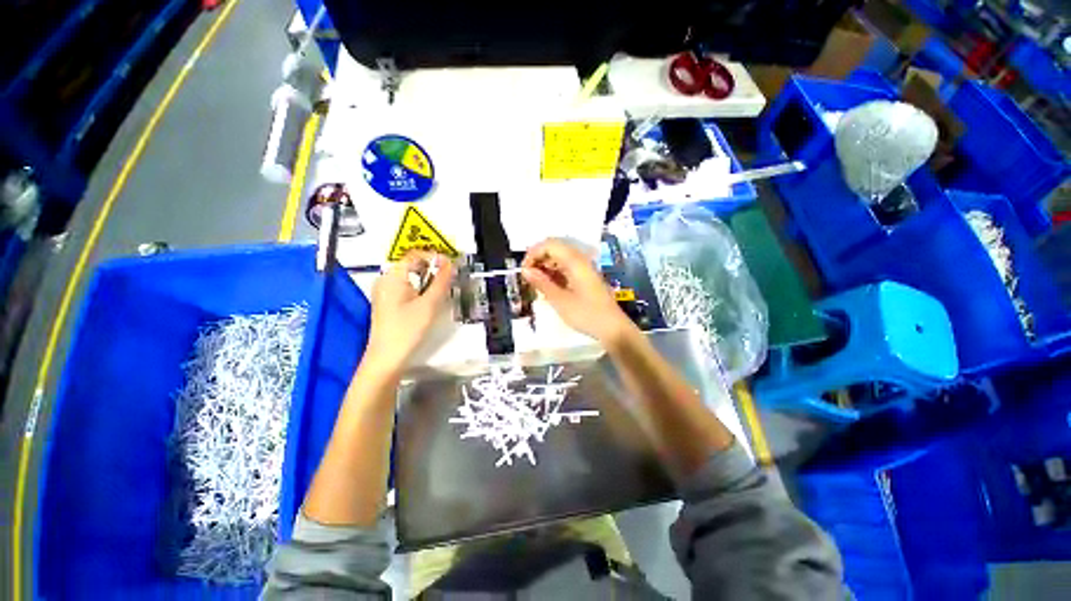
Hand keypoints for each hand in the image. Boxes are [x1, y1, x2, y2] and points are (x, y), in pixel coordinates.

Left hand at [365, 251, 453, 375]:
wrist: (388, 358)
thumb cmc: (408, 329)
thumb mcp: (430, 304)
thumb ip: (441, 281)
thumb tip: (449, 263)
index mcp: (392, 276)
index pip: (415, 255)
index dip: (435, 258)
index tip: (452, 267)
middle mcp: (386, 279)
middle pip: (413, 265)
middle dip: (433, 270)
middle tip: (450, 280)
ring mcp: (385, 291)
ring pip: (411, 277)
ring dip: (428, 280)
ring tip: (443, 291)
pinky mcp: (388, 302)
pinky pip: (407, 287)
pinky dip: (421, 289)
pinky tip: (430, 300)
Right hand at [522, 239, 633, 343]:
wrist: (612, 328)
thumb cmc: (586, 314)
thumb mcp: (560, 300)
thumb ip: (542, 283)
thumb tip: (525, 271)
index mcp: (575, 261)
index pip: (550, 245)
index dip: (533, 253)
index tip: (524, 271)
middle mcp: (580, 260)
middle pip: (555, 249)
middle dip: (538, 259)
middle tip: (528, 277)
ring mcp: (584, 268)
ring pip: (560, 258)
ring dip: (545, 267)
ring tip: (535, 284)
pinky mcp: (585, 277)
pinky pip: (566, 268)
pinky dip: (554, 274)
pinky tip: (548, 286)